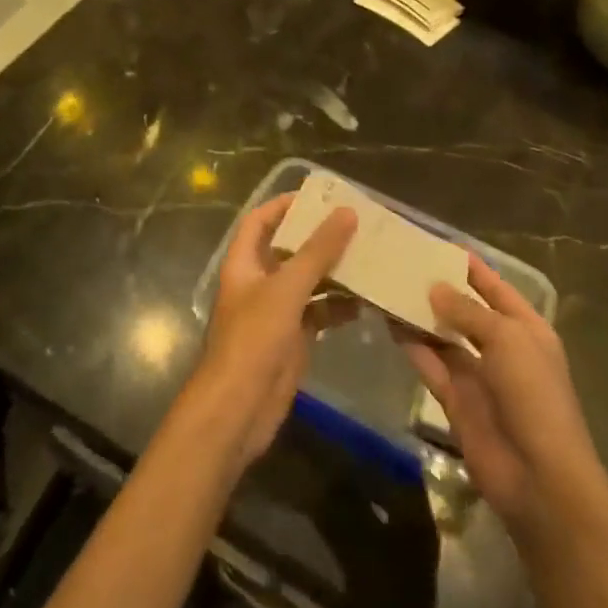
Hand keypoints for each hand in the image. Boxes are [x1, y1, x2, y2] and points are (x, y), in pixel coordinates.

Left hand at [191, 193, 357, 473]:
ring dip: (334, 271)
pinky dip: (338, 306)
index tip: (319, 196)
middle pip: (289, 249)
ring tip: (369, 257)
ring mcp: (275, 312)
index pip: (260, 221)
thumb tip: (347, 212)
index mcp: (244, 263)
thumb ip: (317, 251)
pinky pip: (318, 312)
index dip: (284, 205)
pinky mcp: (292, 339)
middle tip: (357, 224)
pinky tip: (365, 302)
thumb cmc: (253, 340)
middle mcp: (258, 282)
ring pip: (307, 281)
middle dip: (318, 237)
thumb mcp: (286, 289)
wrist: (238, 411)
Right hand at [398, 255, 604, 542]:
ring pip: (443, 337)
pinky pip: (431, 365)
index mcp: (526, 328)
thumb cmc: (533, 395)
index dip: (470, 266)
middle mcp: (501, 348)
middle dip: (439, 289)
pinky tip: (389, 323)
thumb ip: (468, 311)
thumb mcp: (506, 339)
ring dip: (420, 316)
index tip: (436, 244)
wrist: (539, 477)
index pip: (495, 287)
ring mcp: (477, 375)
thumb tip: (434, 288)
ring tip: (388, 287)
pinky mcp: (455, 400)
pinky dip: (412, 346)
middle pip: (465, 310)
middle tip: (401, 264)